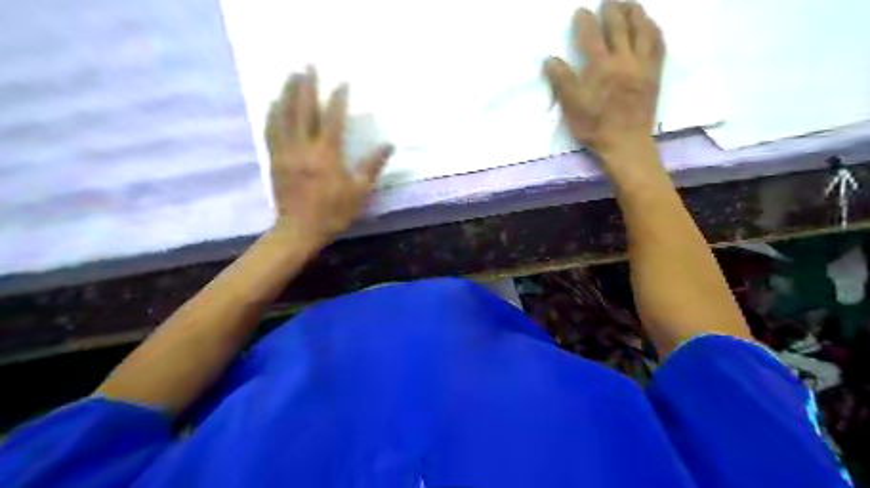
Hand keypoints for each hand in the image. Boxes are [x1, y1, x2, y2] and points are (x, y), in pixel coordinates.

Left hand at [266, 67, 393, 244]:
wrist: (300, 230)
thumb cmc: (333, 212)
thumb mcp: (359, 191)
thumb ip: (372, 165)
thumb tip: (388, 144)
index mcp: (327, 155)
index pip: (333, 119)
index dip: (338, 99)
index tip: (343, 82)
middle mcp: (304, 147)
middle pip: (303, 110)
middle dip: (306, 85)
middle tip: (308, 65)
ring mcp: (286, 152)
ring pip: (284, 116)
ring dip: (287, 93)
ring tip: (291, 76)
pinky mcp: (275, 159)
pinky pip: (271, 130)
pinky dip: (273, 113)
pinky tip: (274, 103)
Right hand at [541, 0, 667, 162]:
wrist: (625, 144)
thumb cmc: (595, 127)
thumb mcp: (572, 107)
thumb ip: (562, 81)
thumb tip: (550, 59)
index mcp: (600, 66)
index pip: (591, 35)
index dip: (585, 21)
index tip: (580, 11)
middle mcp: (624, 59)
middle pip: (619, 26)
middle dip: (612, 9)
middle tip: (607, 1)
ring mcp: (643, 65)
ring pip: (643, 30)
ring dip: (636, 13)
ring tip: (630, 4)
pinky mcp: (655, 74)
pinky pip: (658, 45)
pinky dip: (655, 31)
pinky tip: (651, 26)